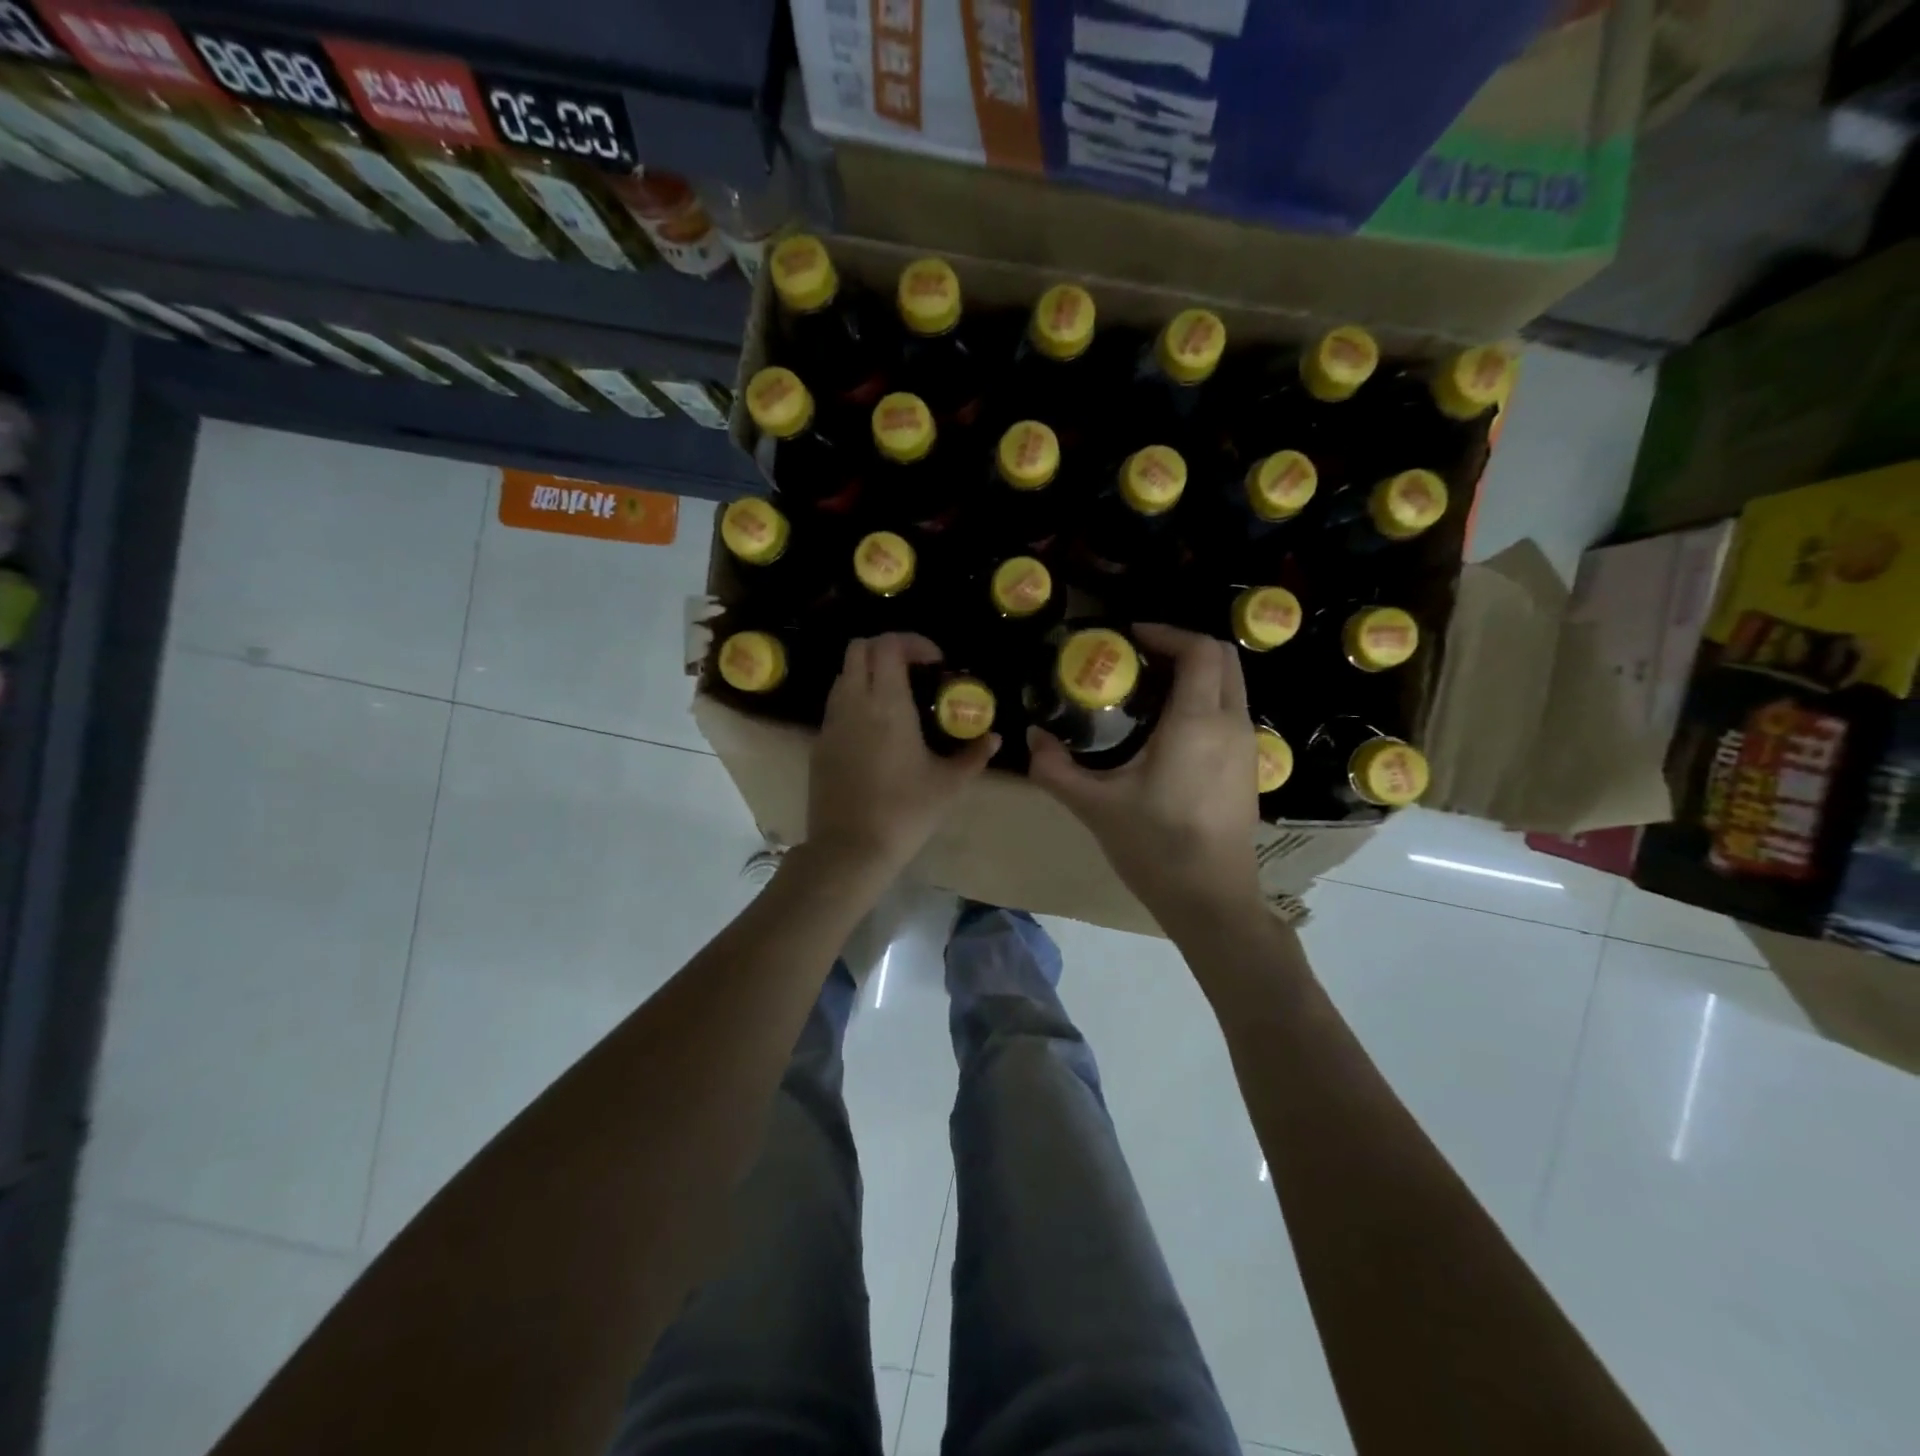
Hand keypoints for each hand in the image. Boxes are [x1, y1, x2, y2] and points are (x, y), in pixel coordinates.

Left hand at [808, 634, 998, 879]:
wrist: (850, 848)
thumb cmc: (906, 811)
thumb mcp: (949, 784)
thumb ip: (974, 755)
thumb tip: (994, 738)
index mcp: (887, 704)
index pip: (889, 645)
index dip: (913, 642)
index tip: (936, 662)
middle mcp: (854, 703)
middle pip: (859, 648)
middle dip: (887, 648)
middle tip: (915, 671)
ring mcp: (831, 722)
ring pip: (844, 675)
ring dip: (869, 672)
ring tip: (896, 698)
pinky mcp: (819, 743)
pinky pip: (836, 705)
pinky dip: (855, 699)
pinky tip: (876, 730)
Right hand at [1027, 624, 1261, 928]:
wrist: (1211, 899)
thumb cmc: (1155, 847)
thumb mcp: (1095, 806)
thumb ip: (1056, 769)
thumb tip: (1031, 738)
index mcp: (1197, 722)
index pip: (1199, 650)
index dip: (1167, 632)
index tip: (1131, 636)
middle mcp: (1232, 724)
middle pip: (1223, 658)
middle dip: (1183, 646)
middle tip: (1140, 658)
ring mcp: (1248, 747)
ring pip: (1232, 685)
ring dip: (1197, 673)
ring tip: (1152, 688)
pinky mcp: (1250, 768)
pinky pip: (1233, 712)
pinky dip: (1207, 699)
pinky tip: (1171, 729)